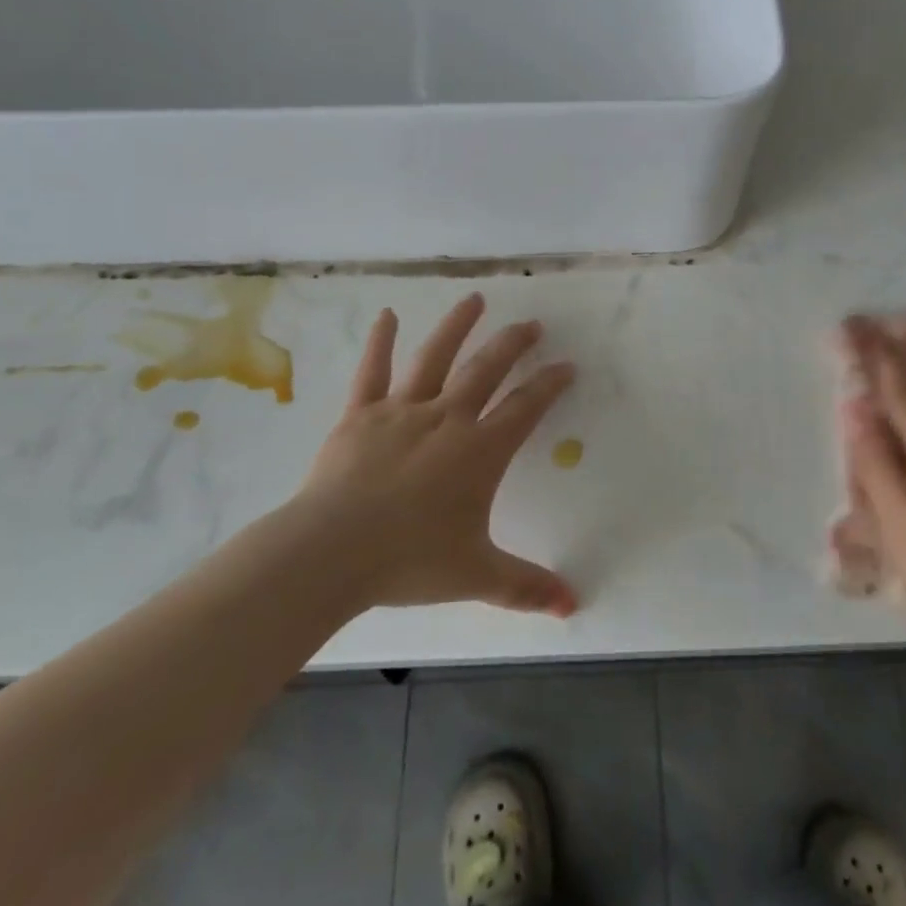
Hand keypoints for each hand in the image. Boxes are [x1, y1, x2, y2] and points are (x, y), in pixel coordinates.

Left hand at [293, 294, 578, 617]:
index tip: (567, 365)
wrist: (332, 552)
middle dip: (513, 344)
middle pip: (486, 370)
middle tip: (532, 324)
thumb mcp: (476, 575)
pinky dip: (380, 341)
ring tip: (475, 298)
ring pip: (435, 357)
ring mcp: (402, 411)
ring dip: (457, 326)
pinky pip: (372, 372)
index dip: (549, 385)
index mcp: (479, 451)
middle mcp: (447, 418)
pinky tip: (387, 314)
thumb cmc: (410, 560)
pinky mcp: (361, 415)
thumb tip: (573, 607)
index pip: (525, 408)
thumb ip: (526, 587)